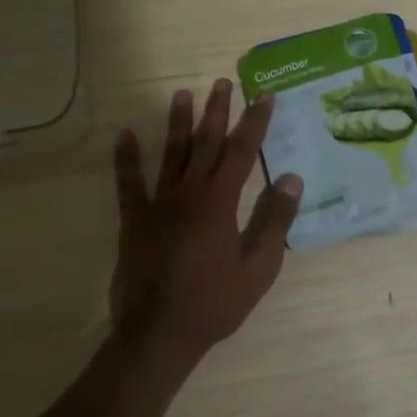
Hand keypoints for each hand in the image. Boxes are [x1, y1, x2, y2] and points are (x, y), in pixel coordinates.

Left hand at [109, 80, 302, 360]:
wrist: (158, 335)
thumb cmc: (215, 303)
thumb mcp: (259, 267)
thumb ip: (275, 220)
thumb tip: (291, 178)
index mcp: (221, 203)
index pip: (243, 152)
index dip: (255, 122)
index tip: (265, 96)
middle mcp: (189, 194)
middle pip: (206, 144)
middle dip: (217, 111)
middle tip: (222, 82)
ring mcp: (158, 205)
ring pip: (171, 155)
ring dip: (178, 123)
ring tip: (183, 93)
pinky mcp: (134, 221)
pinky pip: (129, 184)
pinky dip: (126, 159)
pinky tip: (124, 135)